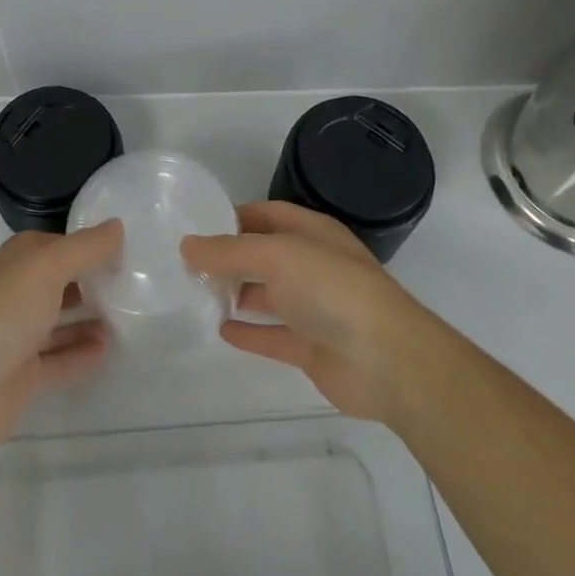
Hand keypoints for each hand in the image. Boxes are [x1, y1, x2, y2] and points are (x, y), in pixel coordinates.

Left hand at [0, 222, 123, 456]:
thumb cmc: (3, 311)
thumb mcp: (48, 266)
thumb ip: (86, 247)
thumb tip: (117, 226)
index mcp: (13, 263)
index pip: (53, 245)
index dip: (84, 244)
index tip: (122, 248)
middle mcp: (14, 295)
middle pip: (57, 283)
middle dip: (90, 282)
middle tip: (132, 283)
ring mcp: (16, 337)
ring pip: (58, 322)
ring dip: (89, 319)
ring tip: (128, 316)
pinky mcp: (22, 376)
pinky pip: (59, 360)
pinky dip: (81, 354)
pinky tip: (109, 349)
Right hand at [182, 201, 434, 423]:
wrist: (388, 360)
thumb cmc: (332, 289)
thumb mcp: (277, 256)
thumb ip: (229, 251)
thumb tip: (186, 246)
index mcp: (313, 233)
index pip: (267, 215)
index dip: (234, 217)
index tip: (197, 225)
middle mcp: (313, 265)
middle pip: (265, 255)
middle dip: (230, 257)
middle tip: (187, 263)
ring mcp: (314, 308)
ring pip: (267, 295)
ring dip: (236, 293)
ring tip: (196, 293)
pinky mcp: (311, 348)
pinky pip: (272, 335)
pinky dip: (248, 332)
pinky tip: (220, 330)